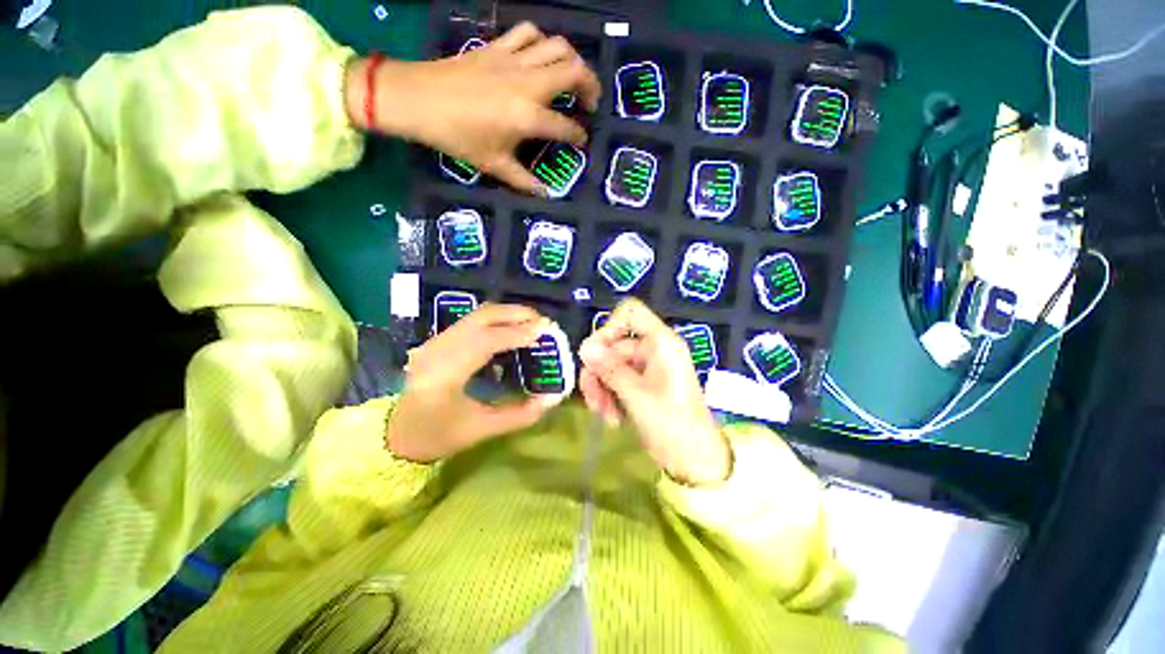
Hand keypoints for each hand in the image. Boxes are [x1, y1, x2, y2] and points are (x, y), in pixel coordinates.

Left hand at [345, 22, 601, 194]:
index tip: (581, 141)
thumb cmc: (457, 136)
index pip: (566, 126)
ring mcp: (513, 60)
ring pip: (557, 46)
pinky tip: (540, 57)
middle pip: (574, 71)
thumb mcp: (493, 164)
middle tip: (590, 102)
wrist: (418, 100)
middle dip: (591, 86)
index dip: (578, 136)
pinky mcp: (497, 46)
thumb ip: (524, 181)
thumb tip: (545, 195)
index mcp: (528, 117)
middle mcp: (528, 83)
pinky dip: (541, 42)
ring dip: (572, 60)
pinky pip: (528, 33)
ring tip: (572, 77)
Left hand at [387, 304, 561, 461]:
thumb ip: (521, 415)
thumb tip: (553, 399)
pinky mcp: (437, 340)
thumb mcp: (483, 429)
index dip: (517, 333)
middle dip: (515, 314)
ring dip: (507, 314)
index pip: (485, 341)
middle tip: (542, 321)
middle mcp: (438, 350)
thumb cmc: (439, 436)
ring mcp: (435, 342)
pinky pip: (471, 322)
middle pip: (481, 317)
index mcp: (445, 375)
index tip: (544, 330)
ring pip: (476, 315)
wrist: (397, 434)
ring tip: (531, 323)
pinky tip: (509, 330)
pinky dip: (495, 321)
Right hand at [578, 299, 731, 485]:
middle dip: (599, 372)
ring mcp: (647, 367)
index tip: (596, 353)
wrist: (694, 459)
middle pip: (614, 345)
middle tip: (592, 399)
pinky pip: (617, 379)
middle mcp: (654, 349)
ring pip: (612, 365)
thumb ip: (609, 369)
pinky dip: (610, 395)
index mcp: (661, 342)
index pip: (630, 313)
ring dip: (602, 388)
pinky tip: (612, 418)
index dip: (609, 327)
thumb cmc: (672, 424)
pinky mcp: (642, 384)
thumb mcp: (636, 395)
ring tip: (602, 413)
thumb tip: (584, 347)